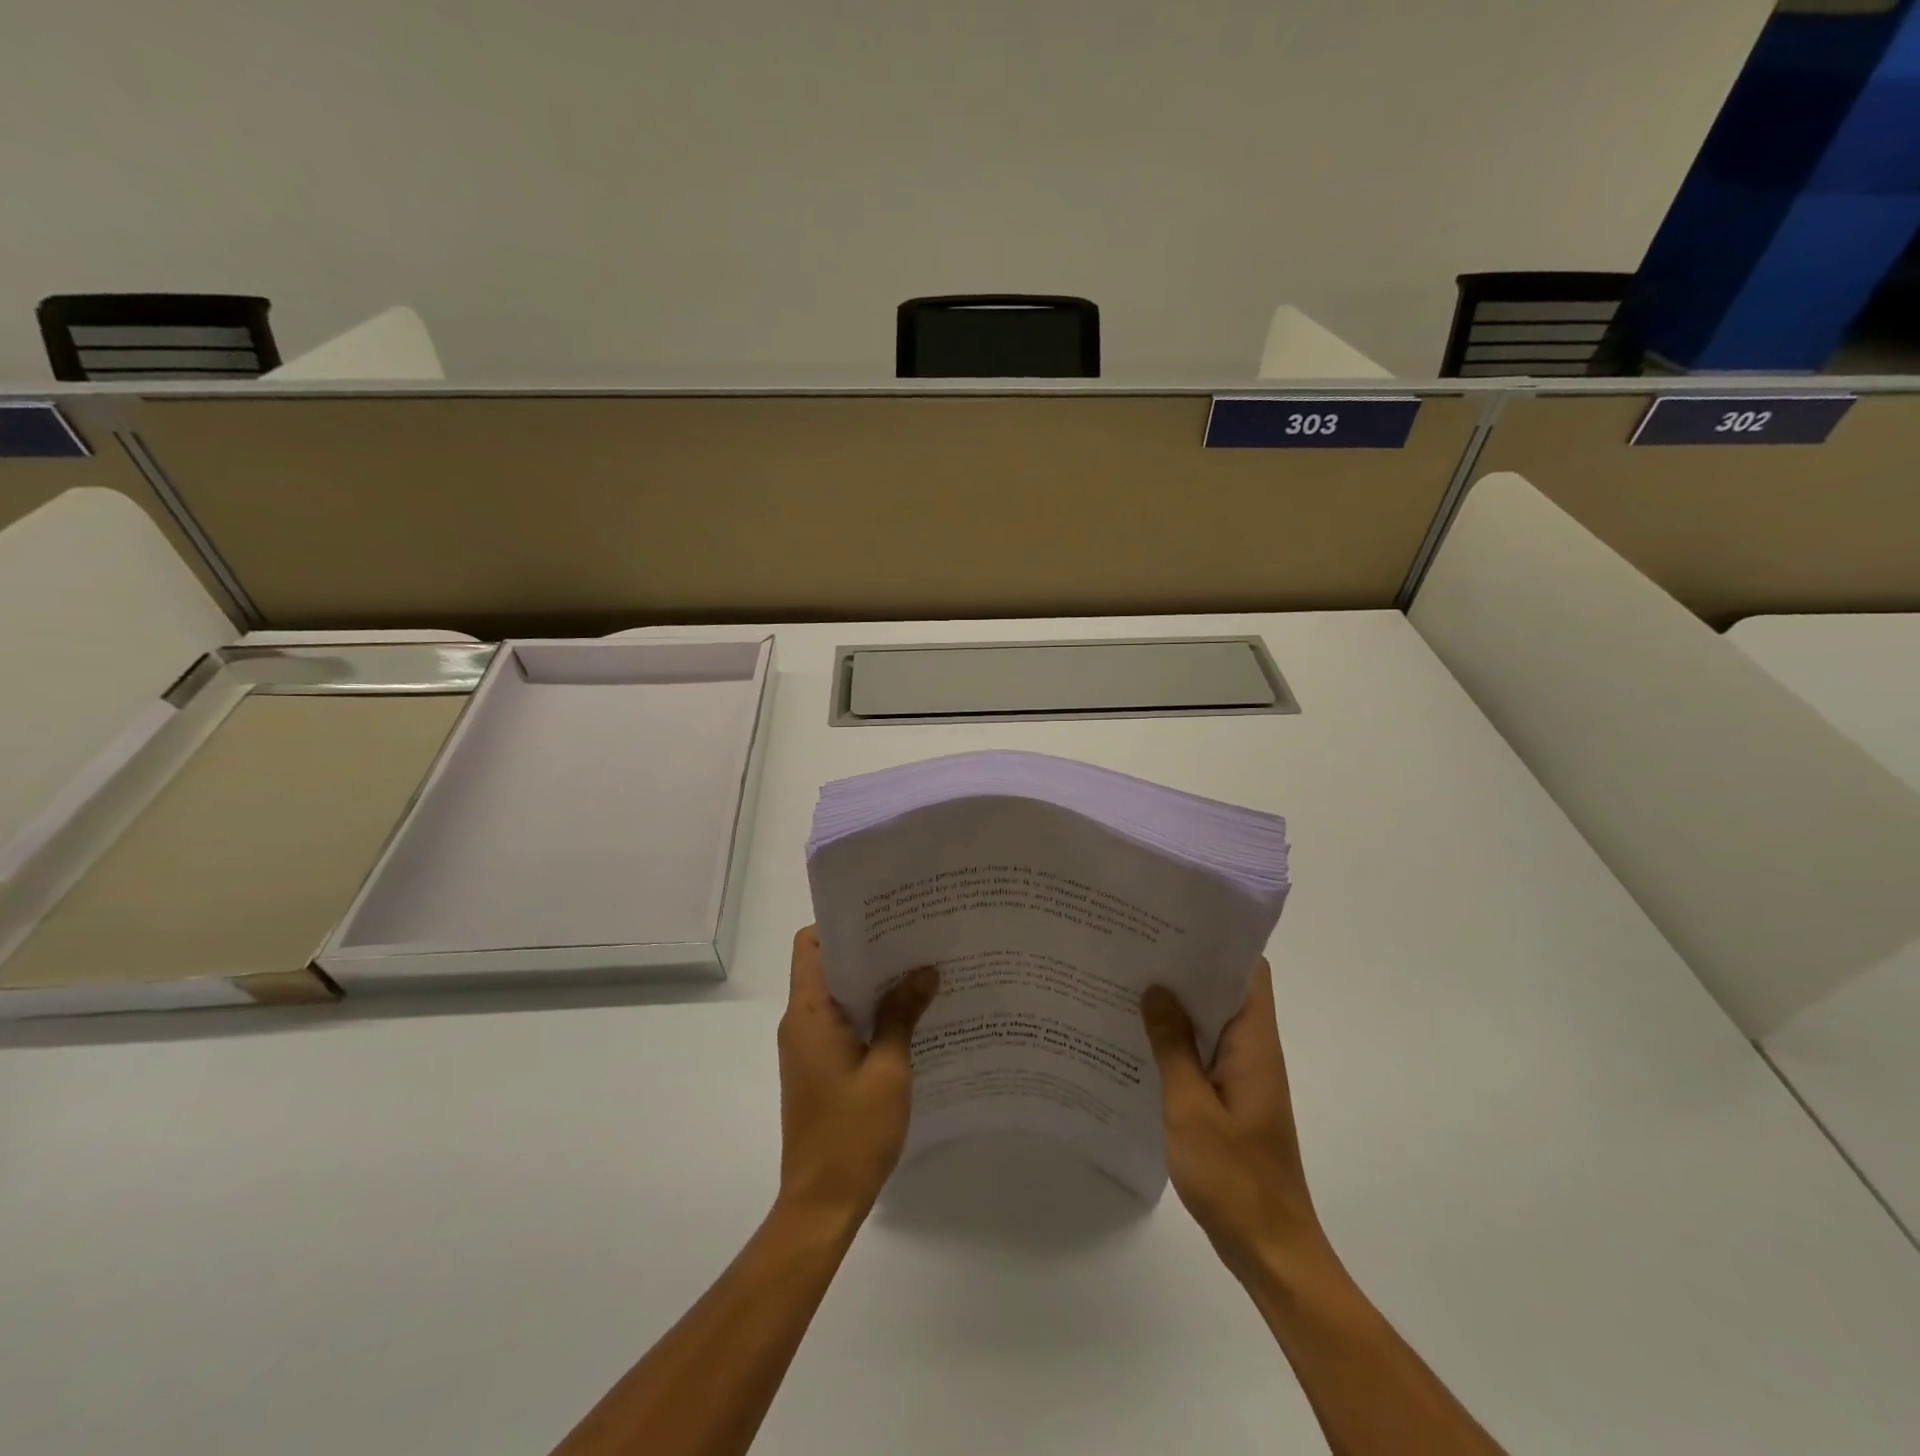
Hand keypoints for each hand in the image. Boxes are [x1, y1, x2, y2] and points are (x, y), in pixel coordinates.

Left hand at [776, 927, 938, 1222]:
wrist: (821, 1203)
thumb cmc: (852, 1133)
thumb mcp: (889, 1070)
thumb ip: (903, 1015)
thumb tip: (925, 971)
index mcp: (809, 1014)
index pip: (811, 945)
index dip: (842, 924)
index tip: (884, 917)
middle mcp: (800, 1023)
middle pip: (827, 965)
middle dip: (869, 950)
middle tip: (915, 938)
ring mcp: (807, 1047)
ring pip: (837, 995)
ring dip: (873, 983)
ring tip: (919, 970)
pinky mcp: (818, 1067)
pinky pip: (842, 1023)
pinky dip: (869, 1012)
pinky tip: (908, 1015)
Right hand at [1141, 961, 1325, 1277]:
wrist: (1271, 1251)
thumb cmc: (1235, 1178)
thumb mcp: (1191, 1108)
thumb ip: (1173, 1046)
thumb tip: (1156, 989)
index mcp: (1254, 1044)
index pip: (1249, 972)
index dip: (1218, 942)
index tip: (1174, 924)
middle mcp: (1253, 1051)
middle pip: (1224, 991)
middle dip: (1184, 968)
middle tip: (1135, 948)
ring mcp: (1242, 1077)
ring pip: (1210, 1022)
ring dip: (1176, 1005)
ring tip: (1127, 983)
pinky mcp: (1229, 1100)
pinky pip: (1202, 1053)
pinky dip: (1175, 1040)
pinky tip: (1137, 1039)